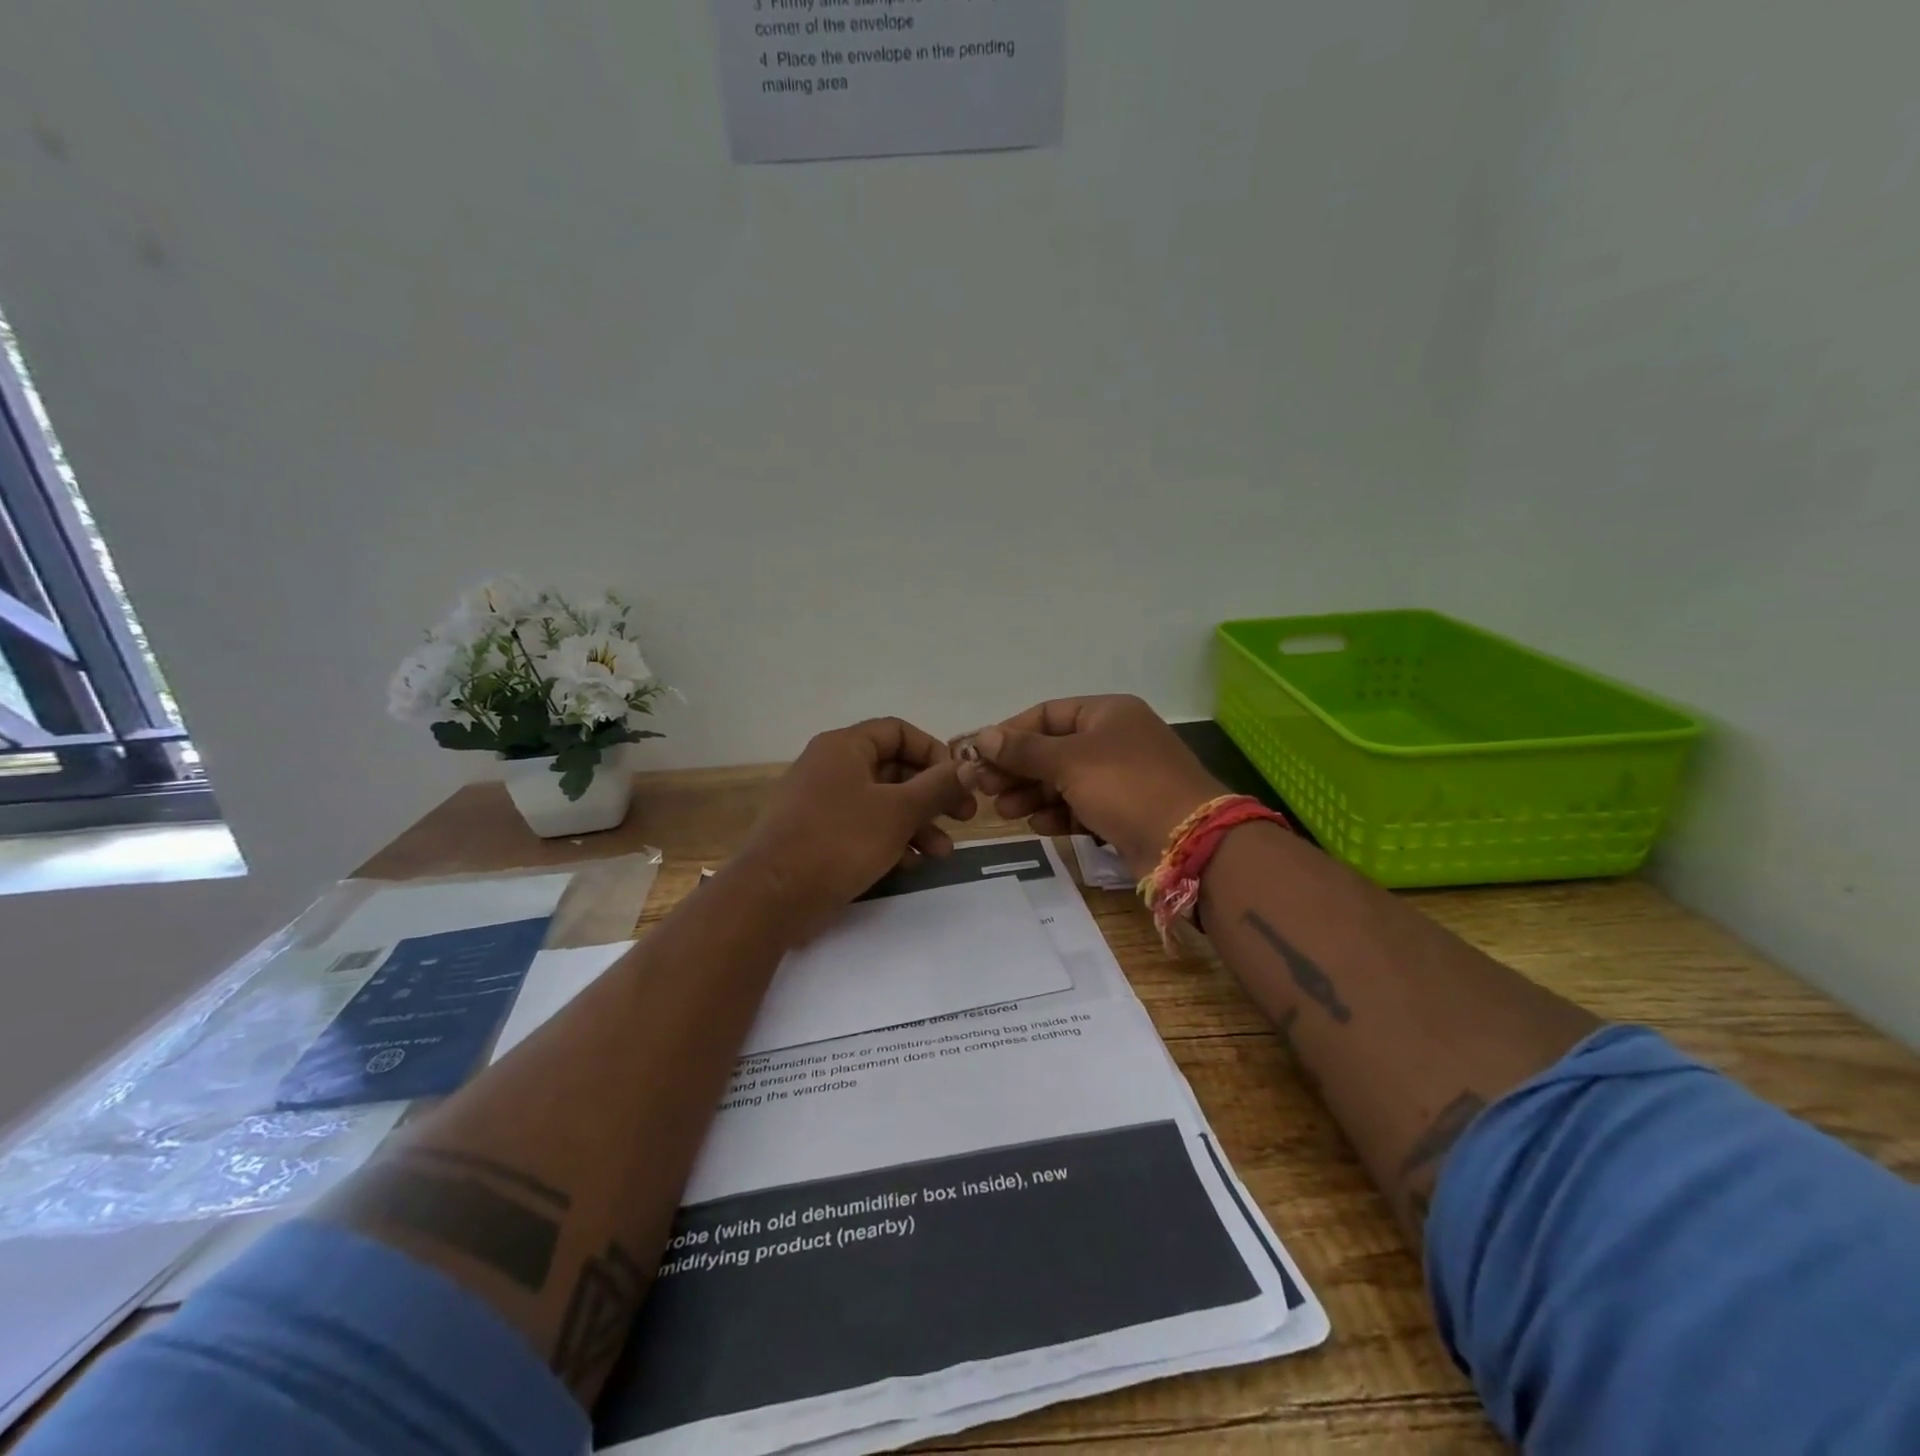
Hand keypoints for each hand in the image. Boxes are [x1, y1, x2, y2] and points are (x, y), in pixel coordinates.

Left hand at [730, 717, 977, 941]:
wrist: (773, 897)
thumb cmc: (839, 841)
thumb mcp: (898, 811)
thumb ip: (937, 786)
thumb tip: (970, 766)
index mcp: (844, 747)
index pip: (898, 731)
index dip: (933, 751)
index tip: (957, 779)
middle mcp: (831, 767)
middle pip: (893, 769)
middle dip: (932, 795)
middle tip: (963, 818)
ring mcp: (821, 802)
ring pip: (881, 802)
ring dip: (917, 824)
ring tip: (943, 853)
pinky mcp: (817, 835)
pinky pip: (863, 826)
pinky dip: (890, 840)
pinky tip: (911, 864)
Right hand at [956, 696, 1224, 878]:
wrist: (1188, 843)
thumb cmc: (1126, 786)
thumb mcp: (1070, 761)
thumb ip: (1024, 750)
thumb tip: (983, 736)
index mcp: (1108, 713)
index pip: (1046, 714)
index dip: (1009, 733)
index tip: (977, 755)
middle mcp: (1115, 740)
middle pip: (1053, 749)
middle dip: (1017, 769)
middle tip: (984, 789)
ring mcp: (1122, 777)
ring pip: (1064, 781)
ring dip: (1032, 794)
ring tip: (1005, 812)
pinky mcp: (1124, 812)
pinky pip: (1081, 807)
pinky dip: (1058, 814)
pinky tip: (1037, 826)